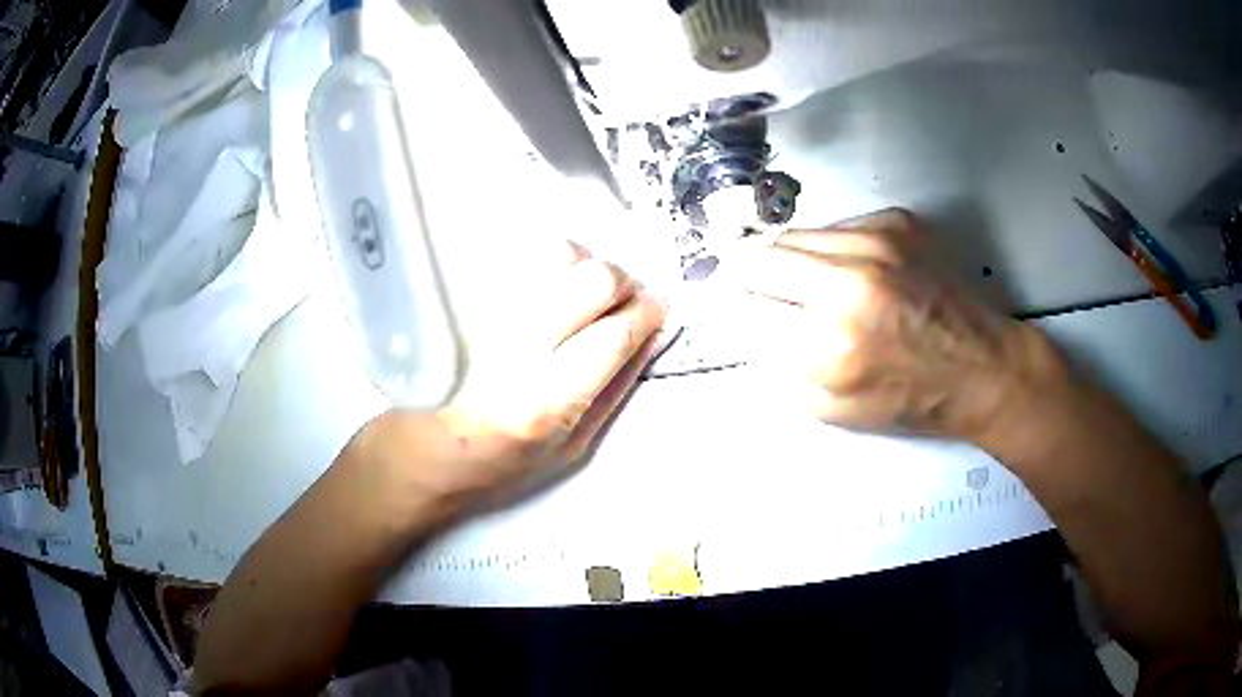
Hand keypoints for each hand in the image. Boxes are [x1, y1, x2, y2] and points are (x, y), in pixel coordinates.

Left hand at [353, 241, 665, 513]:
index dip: (647, 312)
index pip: (614, 332)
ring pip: (558, 254)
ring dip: (585, 267)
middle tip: (623, 301)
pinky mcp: (462, 296)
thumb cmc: (498, 465)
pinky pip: (521, 255)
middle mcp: (513, 349)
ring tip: (581, 295)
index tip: (657, 308)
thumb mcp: (571, 448)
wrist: (420, 453)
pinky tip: (546, 291)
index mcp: (544, 401)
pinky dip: (550, 265)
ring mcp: (483, 315)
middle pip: (592, 278)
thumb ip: (615, 388)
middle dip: (622, 282)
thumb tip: (652, 335)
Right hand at [737, 208, 1062, 440]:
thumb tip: (749, 322)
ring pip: (792, 234)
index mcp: (830, 343)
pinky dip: (829, 248)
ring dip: (789, 259)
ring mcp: (875, 240)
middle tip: (757, 290)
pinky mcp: (895, 220)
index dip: (727, 308)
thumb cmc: (913, 399)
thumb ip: (780, 365)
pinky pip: (834, 226)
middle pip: (756, 255)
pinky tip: (855, 271)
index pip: (743, 307)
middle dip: (747, 275)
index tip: (724, 306)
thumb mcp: (833, 409)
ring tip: (813, 284)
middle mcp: (849, 280)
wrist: (984, 365)